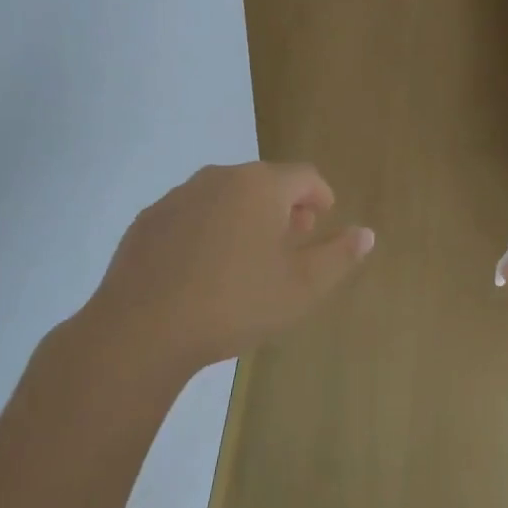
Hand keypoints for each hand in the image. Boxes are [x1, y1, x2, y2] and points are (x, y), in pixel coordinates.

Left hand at [85, 162, 374, 375]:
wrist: (140, 331)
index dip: (320, 196)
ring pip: (225, 197)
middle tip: (290, 243)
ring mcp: (179, 196)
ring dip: (244, 217)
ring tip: (247, 258)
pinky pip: (191, 216)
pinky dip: (207, 231)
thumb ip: (339, 256)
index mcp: (261, 185)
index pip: (305, 176)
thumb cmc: (235, 302)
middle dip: (283, 207)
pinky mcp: (148, 221)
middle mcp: (220, 177)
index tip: (323, 221)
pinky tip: (202, 270)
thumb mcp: (302, 287)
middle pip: (264, 182)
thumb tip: (366, 233)